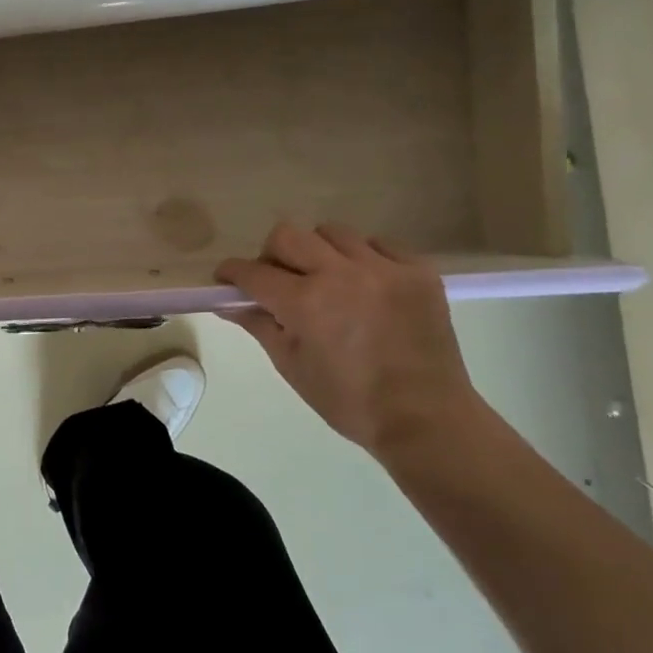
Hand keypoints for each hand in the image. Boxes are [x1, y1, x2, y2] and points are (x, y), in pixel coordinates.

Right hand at [216, 223, 484, 457]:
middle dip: (271, 255)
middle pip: (288, 235)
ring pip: (332, 233)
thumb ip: (259, 325)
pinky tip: (365, 285)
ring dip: (318, 252)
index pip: (253, 272)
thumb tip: (228, 304)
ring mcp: (384, 269)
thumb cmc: (348, 401)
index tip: (226, 279)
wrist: (425, 418)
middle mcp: (341, 274)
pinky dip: (364, 258)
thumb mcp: (291, 366)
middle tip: (278, 280)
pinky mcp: (419, 271)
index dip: (232, 273)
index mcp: (305, 303)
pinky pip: (379, 244)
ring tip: (327, 281)